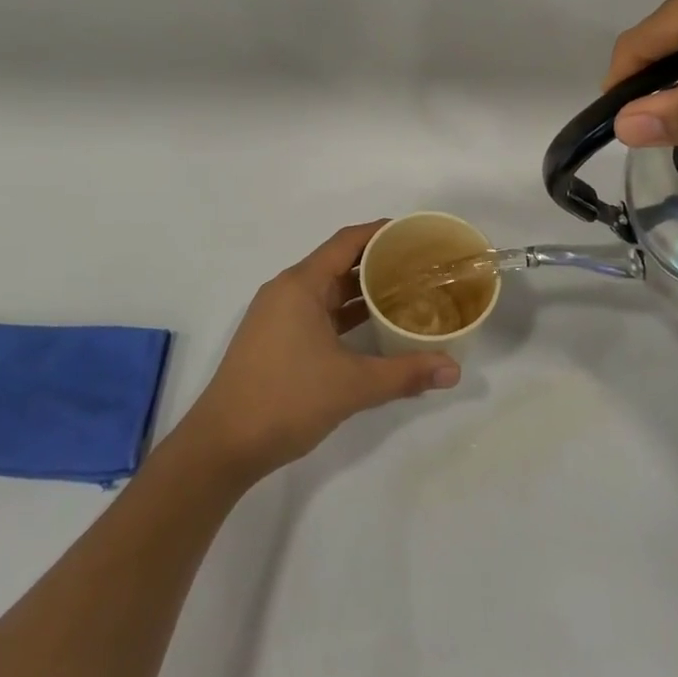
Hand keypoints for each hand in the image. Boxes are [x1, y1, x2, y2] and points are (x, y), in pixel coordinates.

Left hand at [174, 222, 462, 482]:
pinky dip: (345, 314)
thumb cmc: (286, 399)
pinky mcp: (275, 340)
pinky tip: (373, 327)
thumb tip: (454, 370)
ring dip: (362, 291)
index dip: (380, 232)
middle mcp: (286, 292)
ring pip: (327, 291)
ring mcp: (277, 317)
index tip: (415, 233)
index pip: (346, 242)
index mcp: (300, 286)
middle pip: (338, 263)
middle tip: (420, 267)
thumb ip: (405, 373)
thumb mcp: (352, 385)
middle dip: (378, 262)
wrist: (223, 444)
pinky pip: (317, 313)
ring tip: (406, 293)